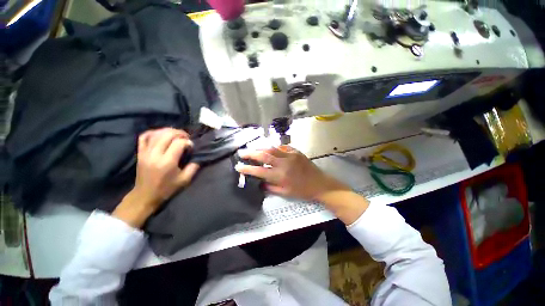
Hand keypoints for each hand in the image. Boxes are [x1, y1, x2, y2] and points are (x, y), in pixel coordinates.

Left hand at [113, 128, 199, 227]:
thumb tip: (197, 157)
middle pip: (167, 135)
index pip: (179, 143)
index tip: (191, 146)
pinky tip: (161, 133)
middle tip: (186, 137)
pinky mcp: (140, 153)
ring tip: (177, 134)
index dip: (188, 142)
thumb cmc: (166, 188)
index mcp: (167, 162)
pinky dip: (153, 132)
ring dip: (169, 131)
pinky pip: (144, 137)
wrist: (145, 195)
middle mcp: (155, 154)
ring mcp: (145, 152)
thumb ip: (193, 167)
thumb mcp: (184, 180)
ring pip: (156, 133)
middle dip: (180, 133)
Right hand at [235, 146, 348, 201]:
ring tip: (252, 147)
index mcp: (280, 176)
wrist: (319, 183)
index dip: (247, 169)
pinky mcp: (296, 151)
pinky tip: (269, 147)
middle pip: (263, 155)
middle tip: (242, 152)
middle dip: (251, 153)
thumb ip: (271, 187)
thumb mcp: (285, 193)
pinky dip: (274, 147)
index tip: (238, 166)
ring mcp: (290, 155)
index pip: (259, 171)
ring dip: (260, 147)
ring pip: (272, 148)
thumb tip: (260, 183)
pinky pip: (282, 147)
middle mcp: (283, 163)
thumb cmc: (302, 191)